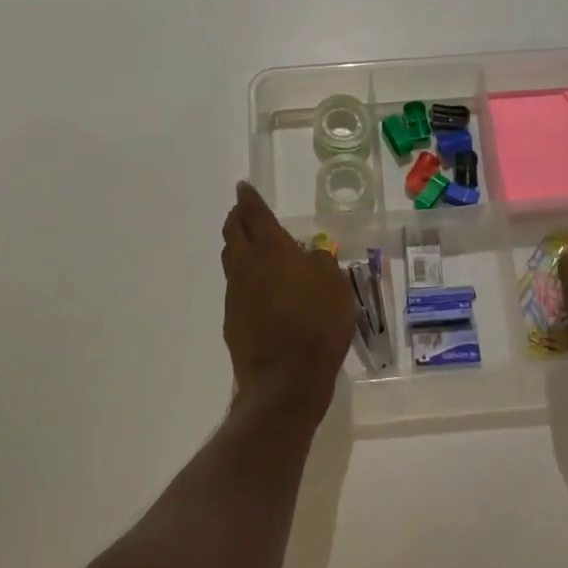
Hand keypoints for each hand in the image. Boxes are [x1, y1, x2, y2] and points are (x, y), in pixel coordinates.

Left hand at [220, 182, 354, 421]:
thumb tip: (310, 256)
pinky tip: (259, 289)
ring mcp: (235, 293)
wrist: (285, 380)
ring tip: (251, 246)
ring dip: (237, 246)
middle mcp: (247, 265)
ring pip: (231, 259)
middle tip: (245, 212)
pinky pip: (235, 287)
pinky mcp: (232, 319)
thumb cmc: (317, 325)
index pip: (255, 214)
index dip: (249, 198)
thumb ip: (322, 264)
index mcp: (272, 250)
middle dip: (237, 217)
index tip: (243, 187)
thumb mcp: (336, 287)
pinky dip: (244, 278)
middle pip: (233, 232)